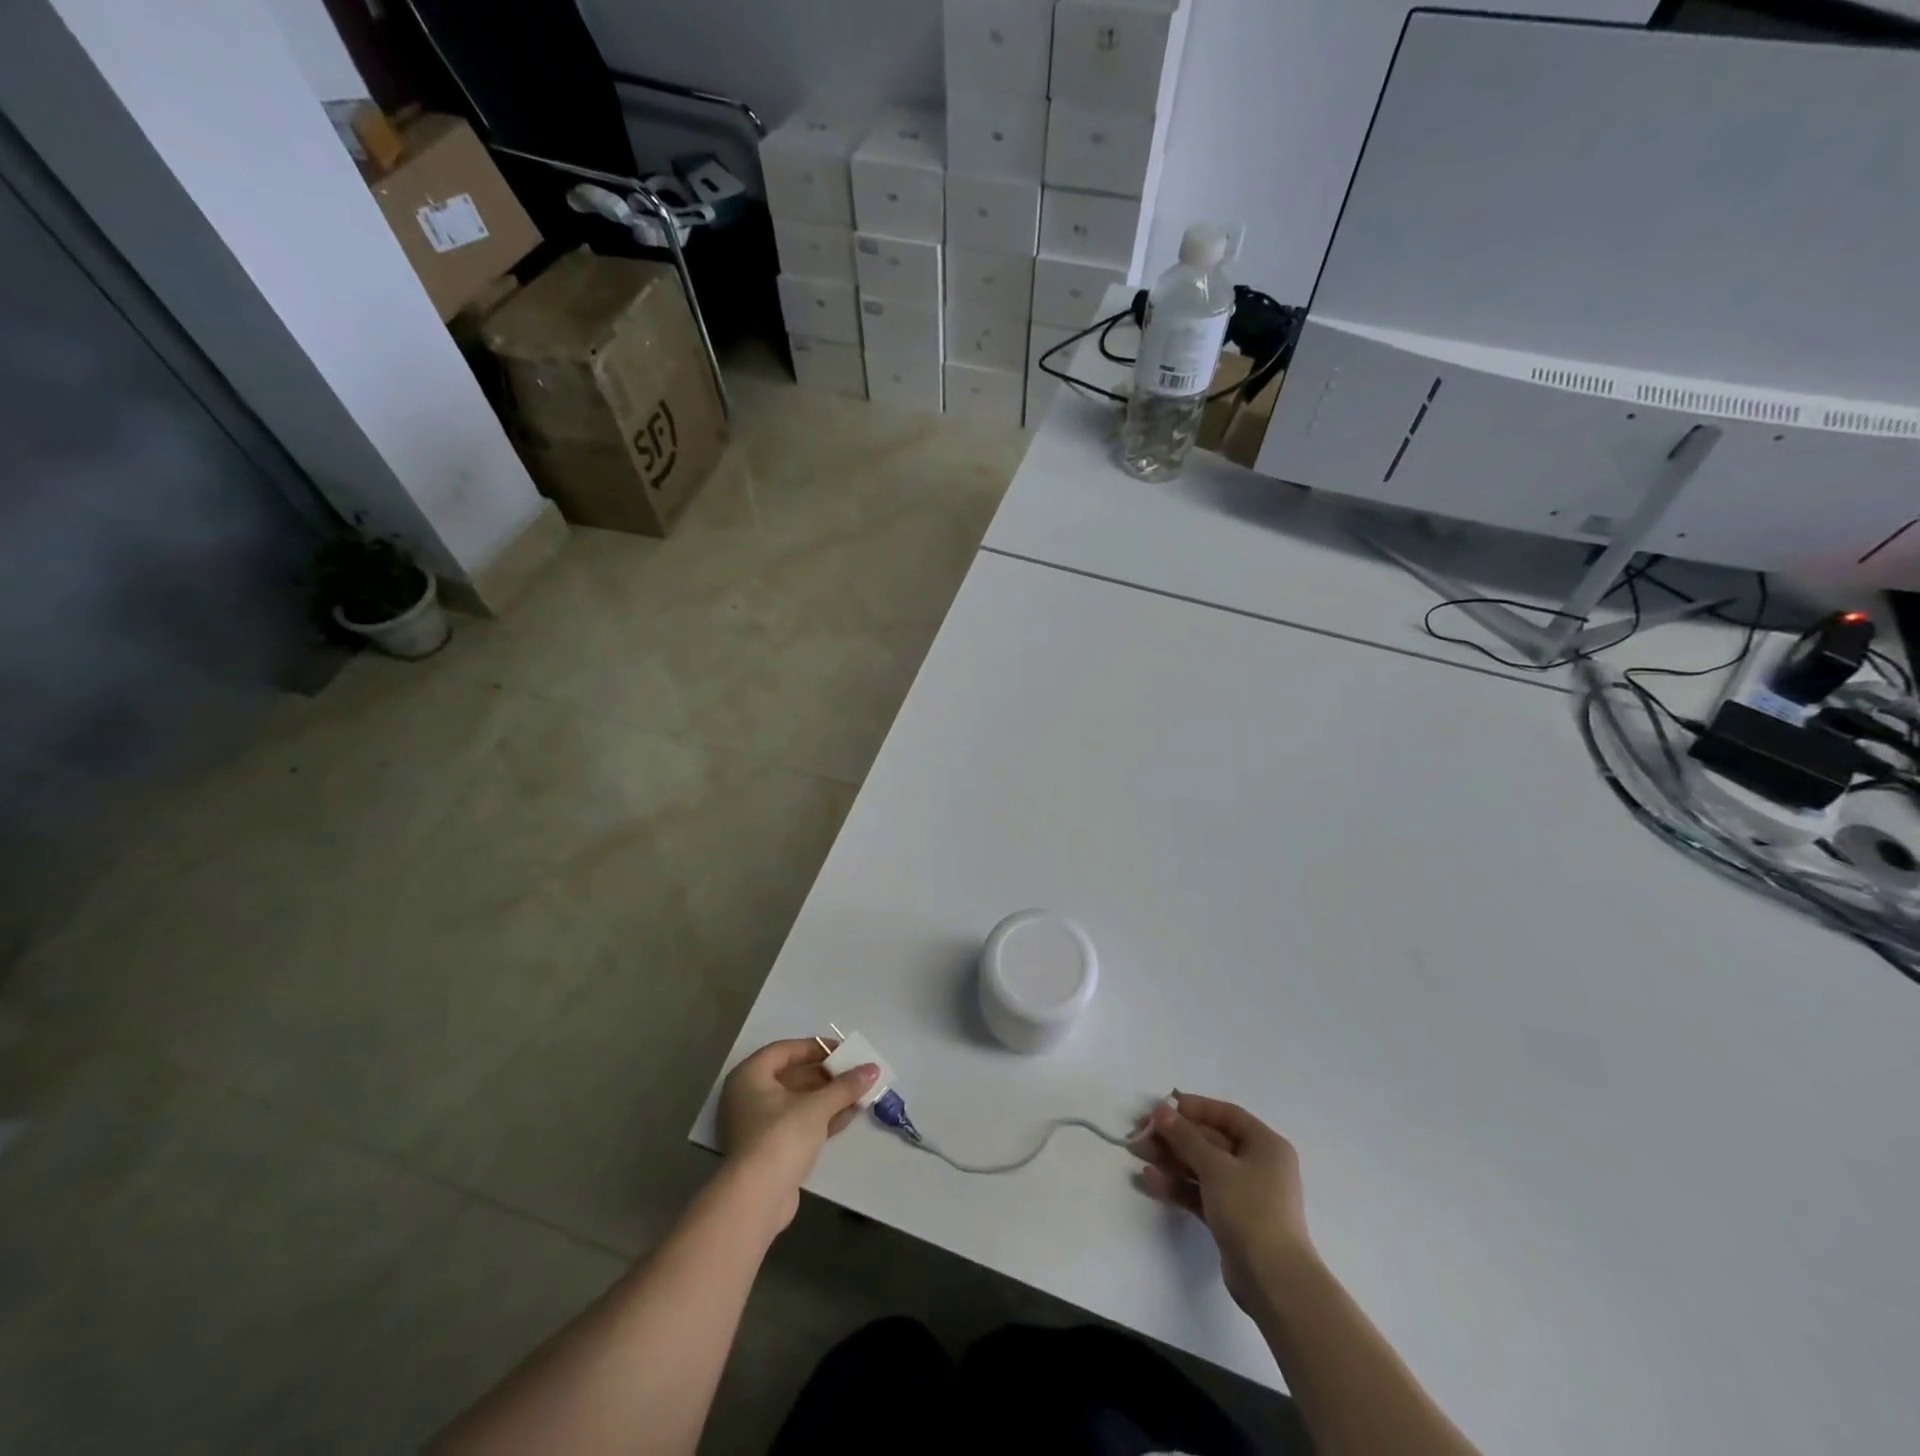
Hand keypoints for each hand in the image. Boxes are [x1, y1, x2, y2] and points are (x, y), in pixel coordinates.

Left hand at [717, 1039, 876, 1227]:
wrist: (756, 1199)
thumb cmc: (781, 1137)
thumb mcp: (817, 1106)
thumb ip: (845, 1086)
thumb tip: (873, 1069)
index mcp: (749, 1076)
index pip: (786, 1050)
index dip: (816, 1048)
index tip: (843, 1051)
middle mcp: (747, 1096)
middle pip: (792, 1076)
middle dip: (826, 1076)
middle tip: (854, 1073)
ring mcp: (755, 1126)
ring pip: (796, 1102)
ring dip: (827, 1098)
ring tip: (858, 1094)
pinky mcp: (767, 1151)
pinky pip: (796, 1124)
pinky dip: (819, 1119)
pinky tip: (848, 1116)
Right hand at [1133, 1092, 1313, 1313]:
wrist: (1273, 1282)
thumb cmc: (1250, 1210)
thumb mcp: (1215, 1167)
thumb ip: (1186, 1137)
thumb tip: (1161, 1110)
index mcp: (1265, 1145)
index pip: (1227, 1115)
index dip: (1195, 1107)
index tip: (1163, 1106)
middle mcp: (1257, 1166)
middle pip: (1210, 1141)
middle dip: (1175, 1136)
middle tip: (1140, 1131)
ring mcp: (1244, 1195)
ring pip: (1202, 1167)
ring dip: (1170, 1159)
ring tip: (1137, 1152)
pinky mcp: (1230, 1220)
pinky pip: (1200, 1193)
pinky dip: (1178, 1185)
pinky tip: (1150, 1179)